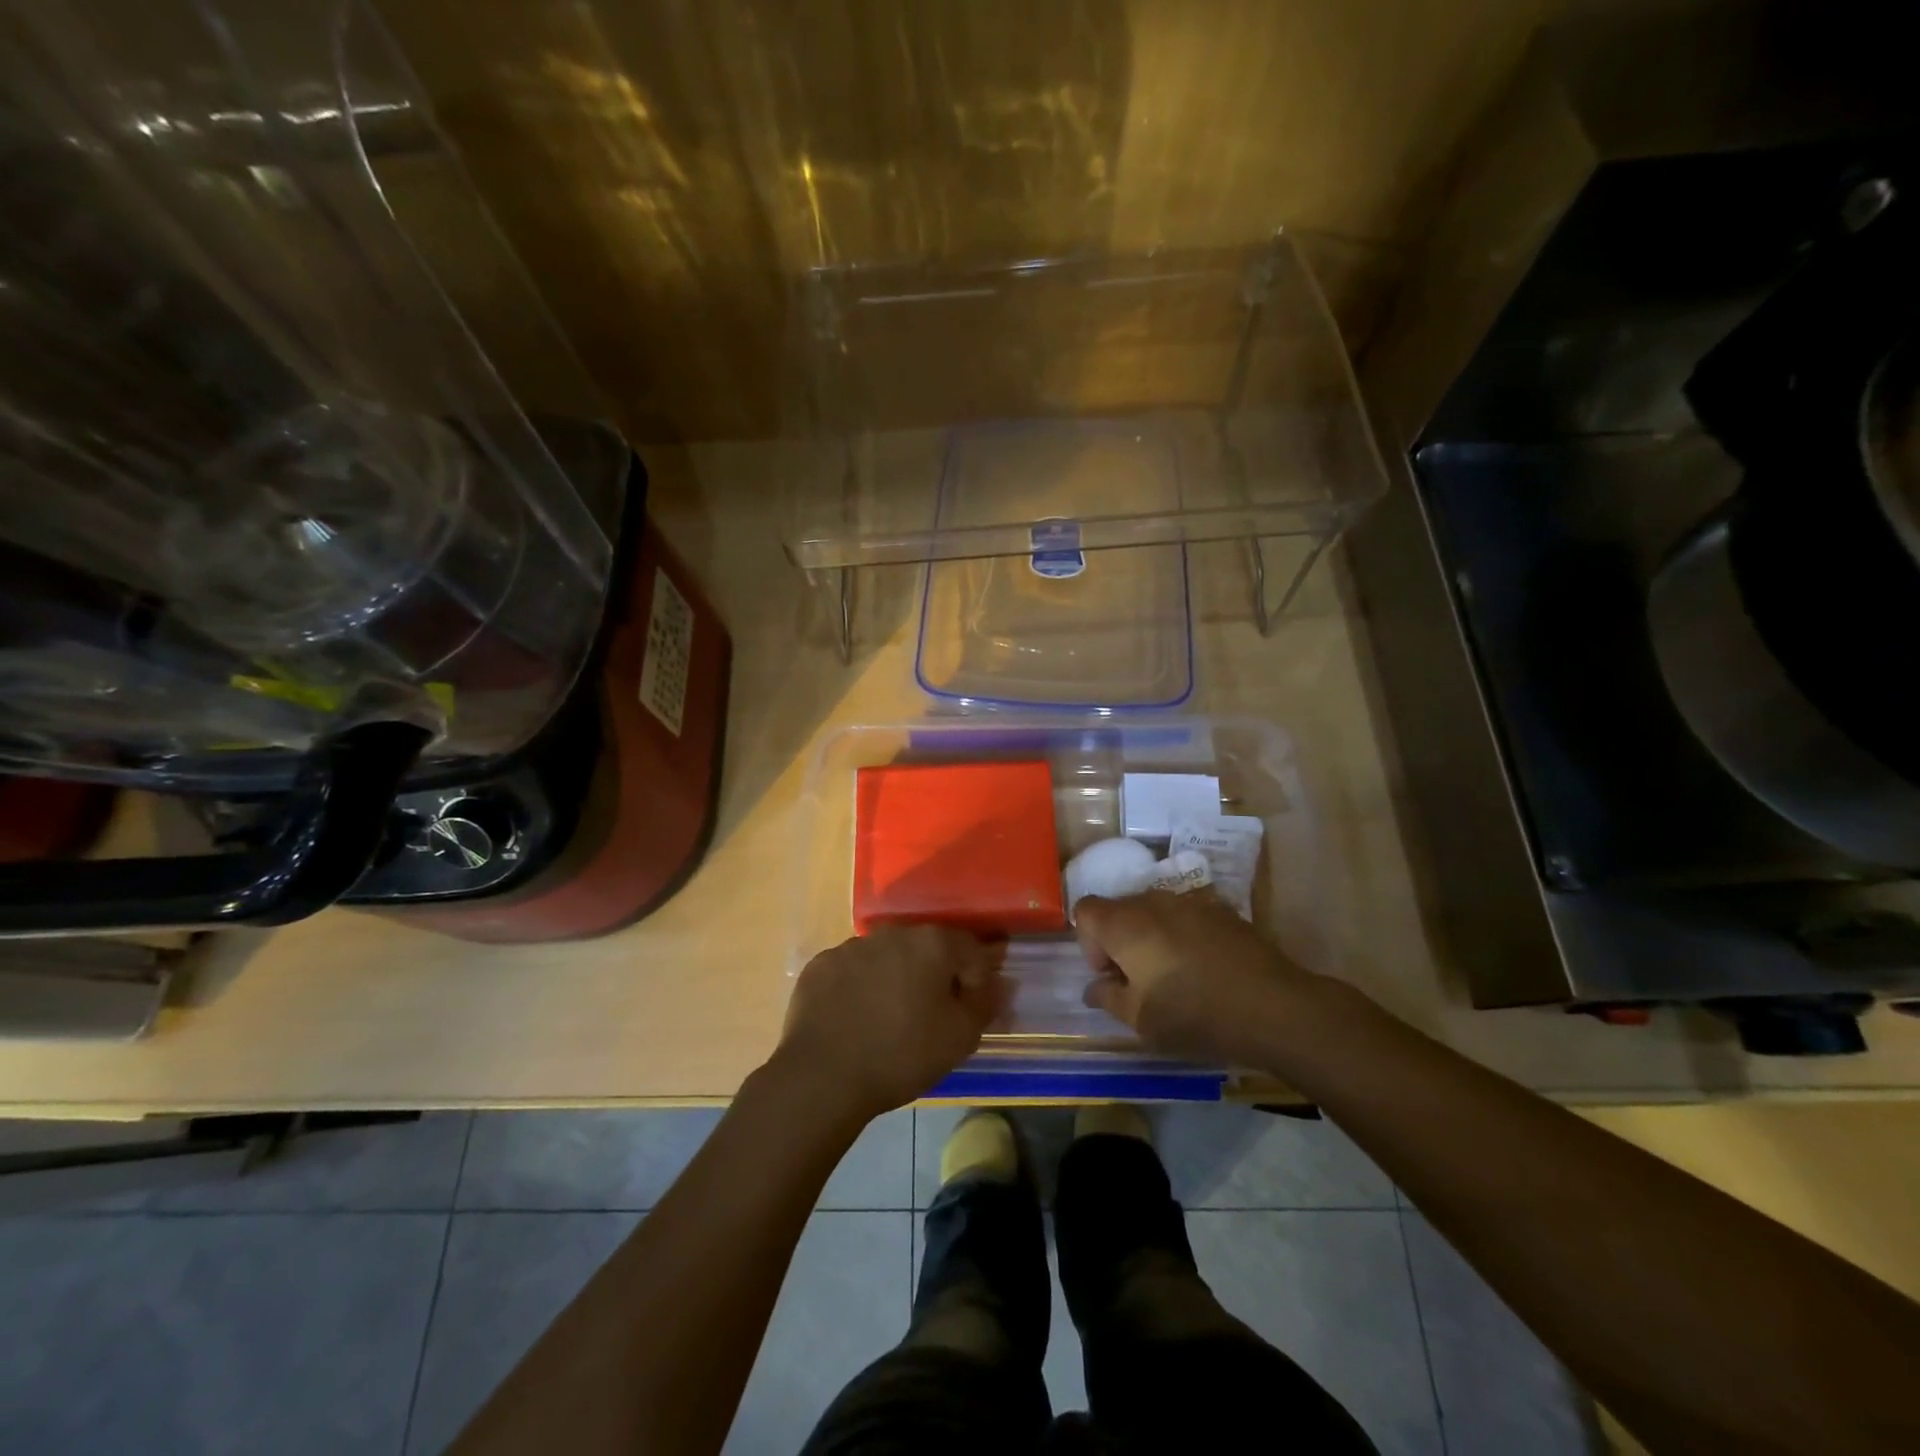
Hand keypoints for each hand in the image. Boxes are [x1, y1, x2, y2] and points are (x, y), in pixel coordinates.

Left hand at [778, 925, 1005, 1120]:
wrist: (822, 1076)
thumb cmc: (901, 1054)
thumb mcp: (960, 1037)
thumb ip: (985, 1003)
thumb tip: (999, 982)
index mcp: (932, 943)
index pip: (970, 949)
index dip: (976, 979)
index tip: (969, 1010)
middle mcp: (892, 933)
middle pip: (926, 949)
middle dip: (934, 975)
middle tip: (930, 1016)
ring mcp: (851, 946)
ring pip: (886, 958)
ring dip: (894, 979)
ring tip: (888, 1020)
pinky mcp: (820, 965)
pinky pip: (851, 971)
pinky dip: (859, 988)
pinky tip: (855, 1020)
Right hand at [1075, 890, 1319, 1064]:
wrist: (1273, 1007)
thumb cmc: (1194, 1015)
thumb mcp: (1140, 1021)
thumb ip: (1108, 998)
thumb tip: (1094, 987)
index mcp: (1124, 923)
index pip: (1085, 910)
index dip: (1088, 942)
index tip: (1110, 975)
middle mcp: (1152, 901)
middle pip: (1119, 909)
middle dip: (1119, 940)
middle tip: (1138, 981)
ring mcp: (1190, 901)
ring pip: (1154, 911)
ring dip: (1152, 937)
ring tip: (1174, 975)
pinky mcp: (1221, 910)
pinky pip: (1185, 917)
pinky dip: (1183, 936)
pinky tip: (1204, 969)